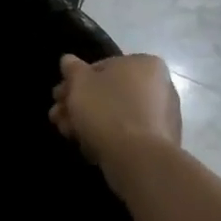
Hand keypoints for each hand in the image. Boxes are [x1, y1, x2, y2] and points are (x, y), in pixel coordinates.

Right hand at [49, 54, 181, 167]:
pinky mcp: (160, 144)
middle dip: (79, 104)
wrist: (139, 160)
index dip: (75, 82)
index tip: (59, 96)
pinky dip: (107, 137)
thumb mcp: (80, 82)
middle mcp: (160, 86)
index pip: (102, 67)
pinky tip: (87, 148)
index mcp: (145, 64)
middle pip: (108, 92)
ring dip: (88, 122)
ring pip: (116, 115)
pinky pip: (128, 135)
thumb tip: (68, 61)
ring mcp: (162, 117)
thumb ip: (72, 69)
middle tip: (57, 116)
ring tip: (66, 133)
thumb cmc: (108, 110)